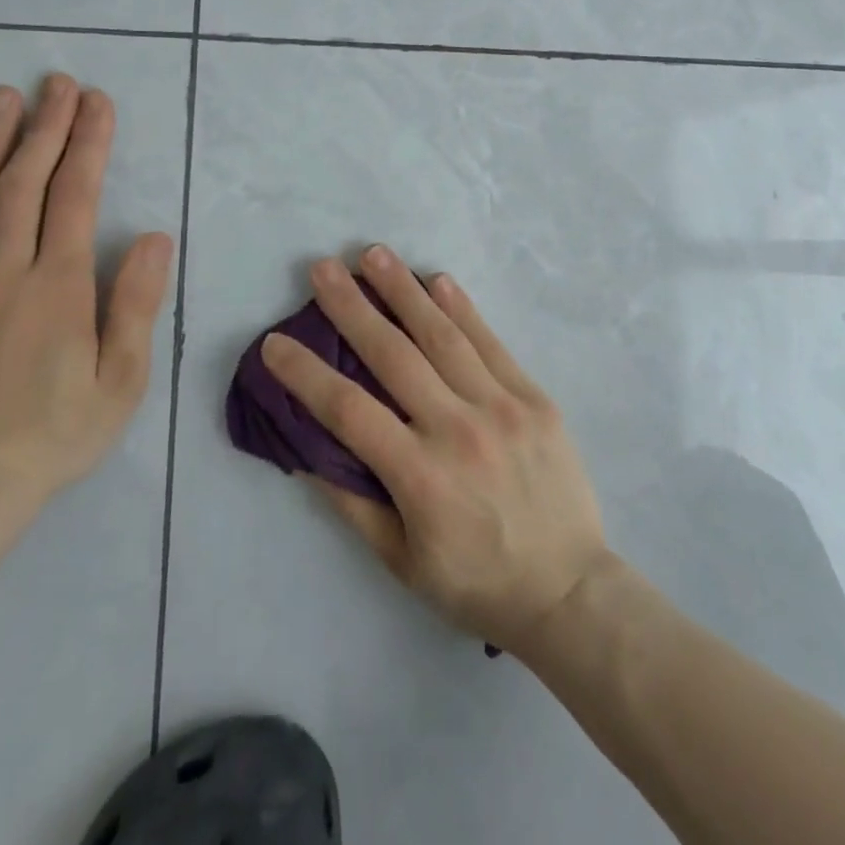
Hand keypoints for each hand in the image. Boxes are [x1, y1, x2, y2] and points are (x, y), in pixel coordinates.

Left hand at [0, 75, 173, 513]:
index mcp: (57, 288)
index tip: (97, 103)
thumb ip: (135, 302)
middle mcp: (2, 274)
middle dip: (44, 127)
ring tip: (1, 99)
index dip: (89, 144)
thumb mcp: (123, 378)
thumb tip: (152, 236)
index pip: (75, 197)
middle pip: (22, 184)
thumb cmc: (58, 435)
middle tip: (56, 83)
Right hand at [262, 245, 608, 658]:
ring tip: (374, 254)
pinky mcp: (533, 398)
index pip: (348, 411)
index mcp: (419, 477)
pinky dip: (463, 308)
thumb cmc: (477, 583)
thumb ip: (354, 505)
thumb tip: (309, 452)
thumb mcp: (402, 562)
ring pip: (442, 337)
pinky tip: (437, 280)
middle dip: (352, 307)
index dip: (305, 374)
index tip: (275, 343)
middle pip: (392, 356)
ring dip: (404, 291)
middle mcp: (457, 430)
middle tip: (323, 268)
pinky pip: (491, 344)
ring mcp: (500, 407)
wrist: (568, 589)